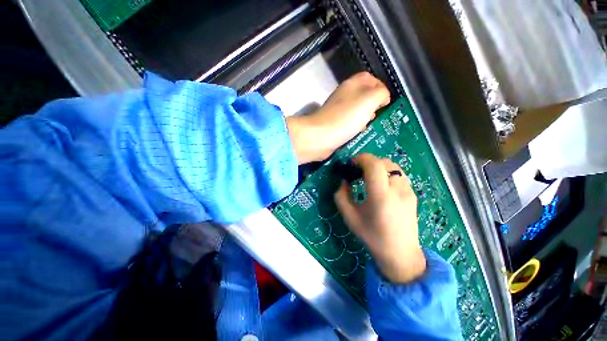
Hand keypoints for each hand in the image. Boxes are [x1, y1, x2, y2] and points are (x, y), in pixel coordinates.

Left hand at [286, 72, 389, 163]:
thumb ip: (381, 93)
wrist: (320, 137)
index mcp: (351, 85)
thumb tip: (383, 98)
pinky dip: (356, 127)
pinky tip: (359, 134)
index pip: (368, 78)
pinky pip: (348, 123)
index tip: (386, 101)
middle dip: (373, 104)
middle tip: (379, 115)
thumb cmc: (345, 117)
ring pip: (355, 111)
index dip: (380, 86)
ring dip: (364, 117)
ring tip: (371, 125)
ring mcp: (336, 112)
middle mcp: (343, 96)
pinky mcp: (333, 125)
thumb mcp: (369, 99)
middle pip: (362, 95)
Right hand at [334, 153, 425, 283]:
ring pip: (393, 166)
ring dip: (378, 166)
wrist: (400, 254)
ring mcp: (408, 191)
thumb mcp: (350, 217)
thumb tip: (343, 181)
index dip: (361, 158)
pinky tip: (381, 185)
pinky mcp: (413, 194)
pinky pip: (399, 175)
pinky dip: (387, 172)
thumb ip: (341, 196)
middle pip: (384, 162)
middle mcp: (398, 189)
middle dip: (368, 161)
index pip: (374, 165)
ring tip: (369, 177)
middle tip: (357, 171)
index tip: (351, 164)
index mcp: (381, 196)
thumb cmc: (372, 236)